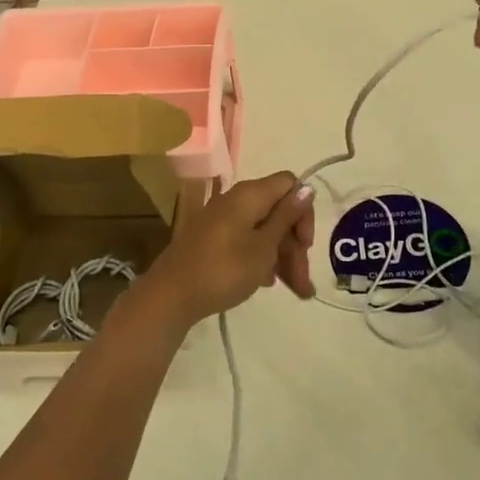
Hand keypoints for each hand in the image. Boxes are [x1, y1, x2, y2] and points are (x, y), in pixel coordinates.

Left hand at [140, 173, 315, 329]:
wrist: (172, 295)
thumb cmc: (224, 269)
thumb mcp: (263, 247)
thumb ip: (287, 217)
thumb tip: (307, 188)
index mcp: (250, 194)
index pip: (289, 185)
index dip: (303, 211)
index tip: (305, 244)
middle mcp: (238, 200)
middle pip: (279, 212)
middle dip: (296, 245)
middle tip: (304, 282)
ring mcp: (225, 220)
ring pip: (265, 230)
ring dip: (284, 257)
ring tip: (297, 293)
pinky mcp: (216, 239)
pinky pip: (248, 241)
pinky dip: (263, 259)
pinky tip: (270, 283)